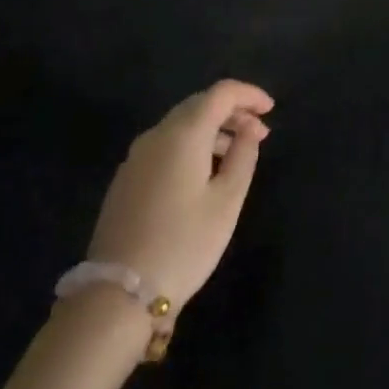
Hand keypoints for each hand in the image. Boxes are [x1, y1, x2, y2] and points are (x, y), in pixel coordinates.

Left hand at [86, 80, 273, 309]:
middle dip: (232, 111)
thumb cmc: (184, 243)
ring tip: (236, 154)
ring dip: (212, 130)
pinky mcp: (126, 179)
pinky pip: (165, 145)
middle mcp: (157, 135)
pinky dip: (191, 145)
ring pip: (180, 125)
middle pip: (199, 104)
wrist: (118, 294)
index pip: (221, 93)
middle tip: (258, 133)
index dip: (249, 94)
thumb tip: (249, 130)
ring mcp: (136, 157)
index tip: (271, 109)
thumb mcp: (227, 201)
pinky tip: (203, 173)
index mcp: (184, 133)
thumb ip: (243, 156)